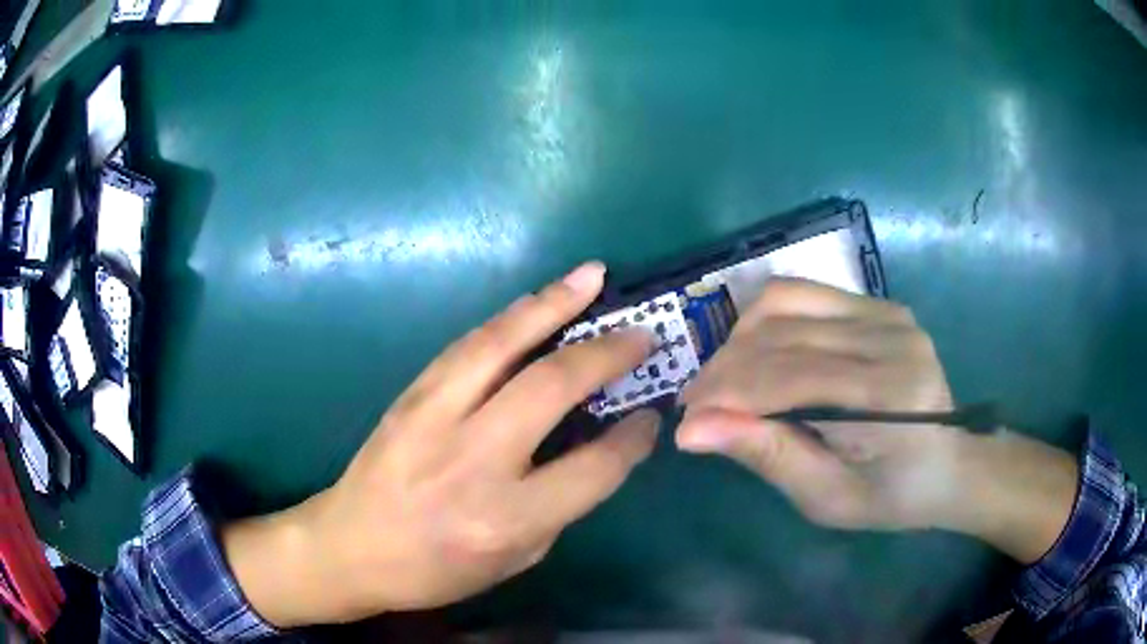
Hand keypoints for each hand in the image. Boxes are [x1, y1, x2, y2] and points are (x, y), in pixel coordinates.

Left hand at [224, 262, 660, 626]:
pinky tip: (535, 300)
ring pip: (502, 345)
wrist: (349, 547)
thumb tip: (593, 448)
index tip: (650, 417)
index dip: (631, 440)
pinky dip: (509, 318)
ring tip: (590, 276)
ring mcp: (435, 417)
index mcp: (506, 518)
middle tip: (641, 334)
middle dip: (606, 353)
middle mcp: (474, 460)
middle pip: (552, 387)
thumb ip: (559, 506)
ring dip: (552, 305)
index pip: (592, 468)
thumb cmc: (436, 569)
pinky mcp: (411, 395)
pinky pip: (467, 345)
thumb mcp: (514, 561)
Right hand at [677, 279, 1077, 561]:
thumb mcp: (828, 498)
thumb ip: (768, 456)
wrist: (950, 464)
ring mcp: (887, 311)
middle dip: (723, 370)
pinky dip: (766, 320)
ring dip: (739, 340)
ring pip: (784, 302)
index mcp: (890, 394)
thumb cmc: (892, 495)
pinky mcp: (880, 303)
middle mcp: (891, 336)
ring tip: (724, 379)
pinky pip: (804, 292)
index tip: (685, 424)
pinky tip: (758, 352)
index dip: (726, 396)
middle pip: (781, 334)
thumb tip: (693, 430)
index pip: (788, 377)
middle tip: (696, 406)